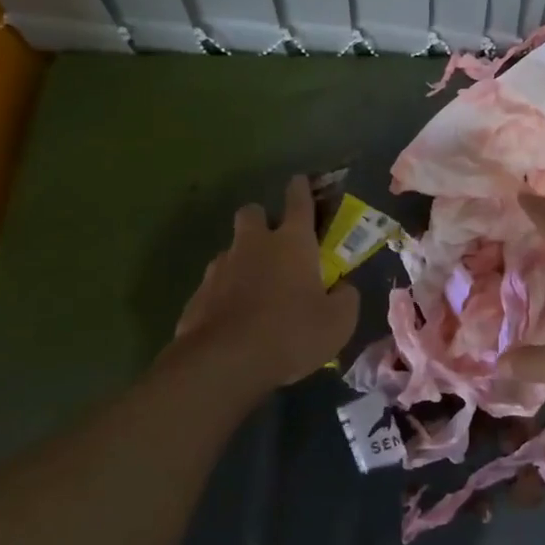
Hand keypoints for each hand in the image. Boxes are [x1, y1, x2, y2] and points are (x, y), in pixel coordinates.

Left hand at [168, 176, 358, 395]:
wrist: (225, 362)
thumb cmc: (291, 333)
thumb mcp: (338, 322)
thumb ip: (346, 298)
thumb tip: (343, 288)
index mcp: (292, 242)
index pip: (298, 201)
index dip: (301, 188)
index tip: (300, 181)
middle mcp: (254, 245)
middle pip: (252, 213)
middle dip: (262, 219)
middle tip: (274, 243)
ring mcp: (221, 267)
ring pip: (231, 249)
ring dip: (243, 259)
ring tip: (255, 288)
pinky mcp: (198, 294)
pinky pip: (215, 283)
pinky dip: (226, 292)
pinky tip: (234, 317)